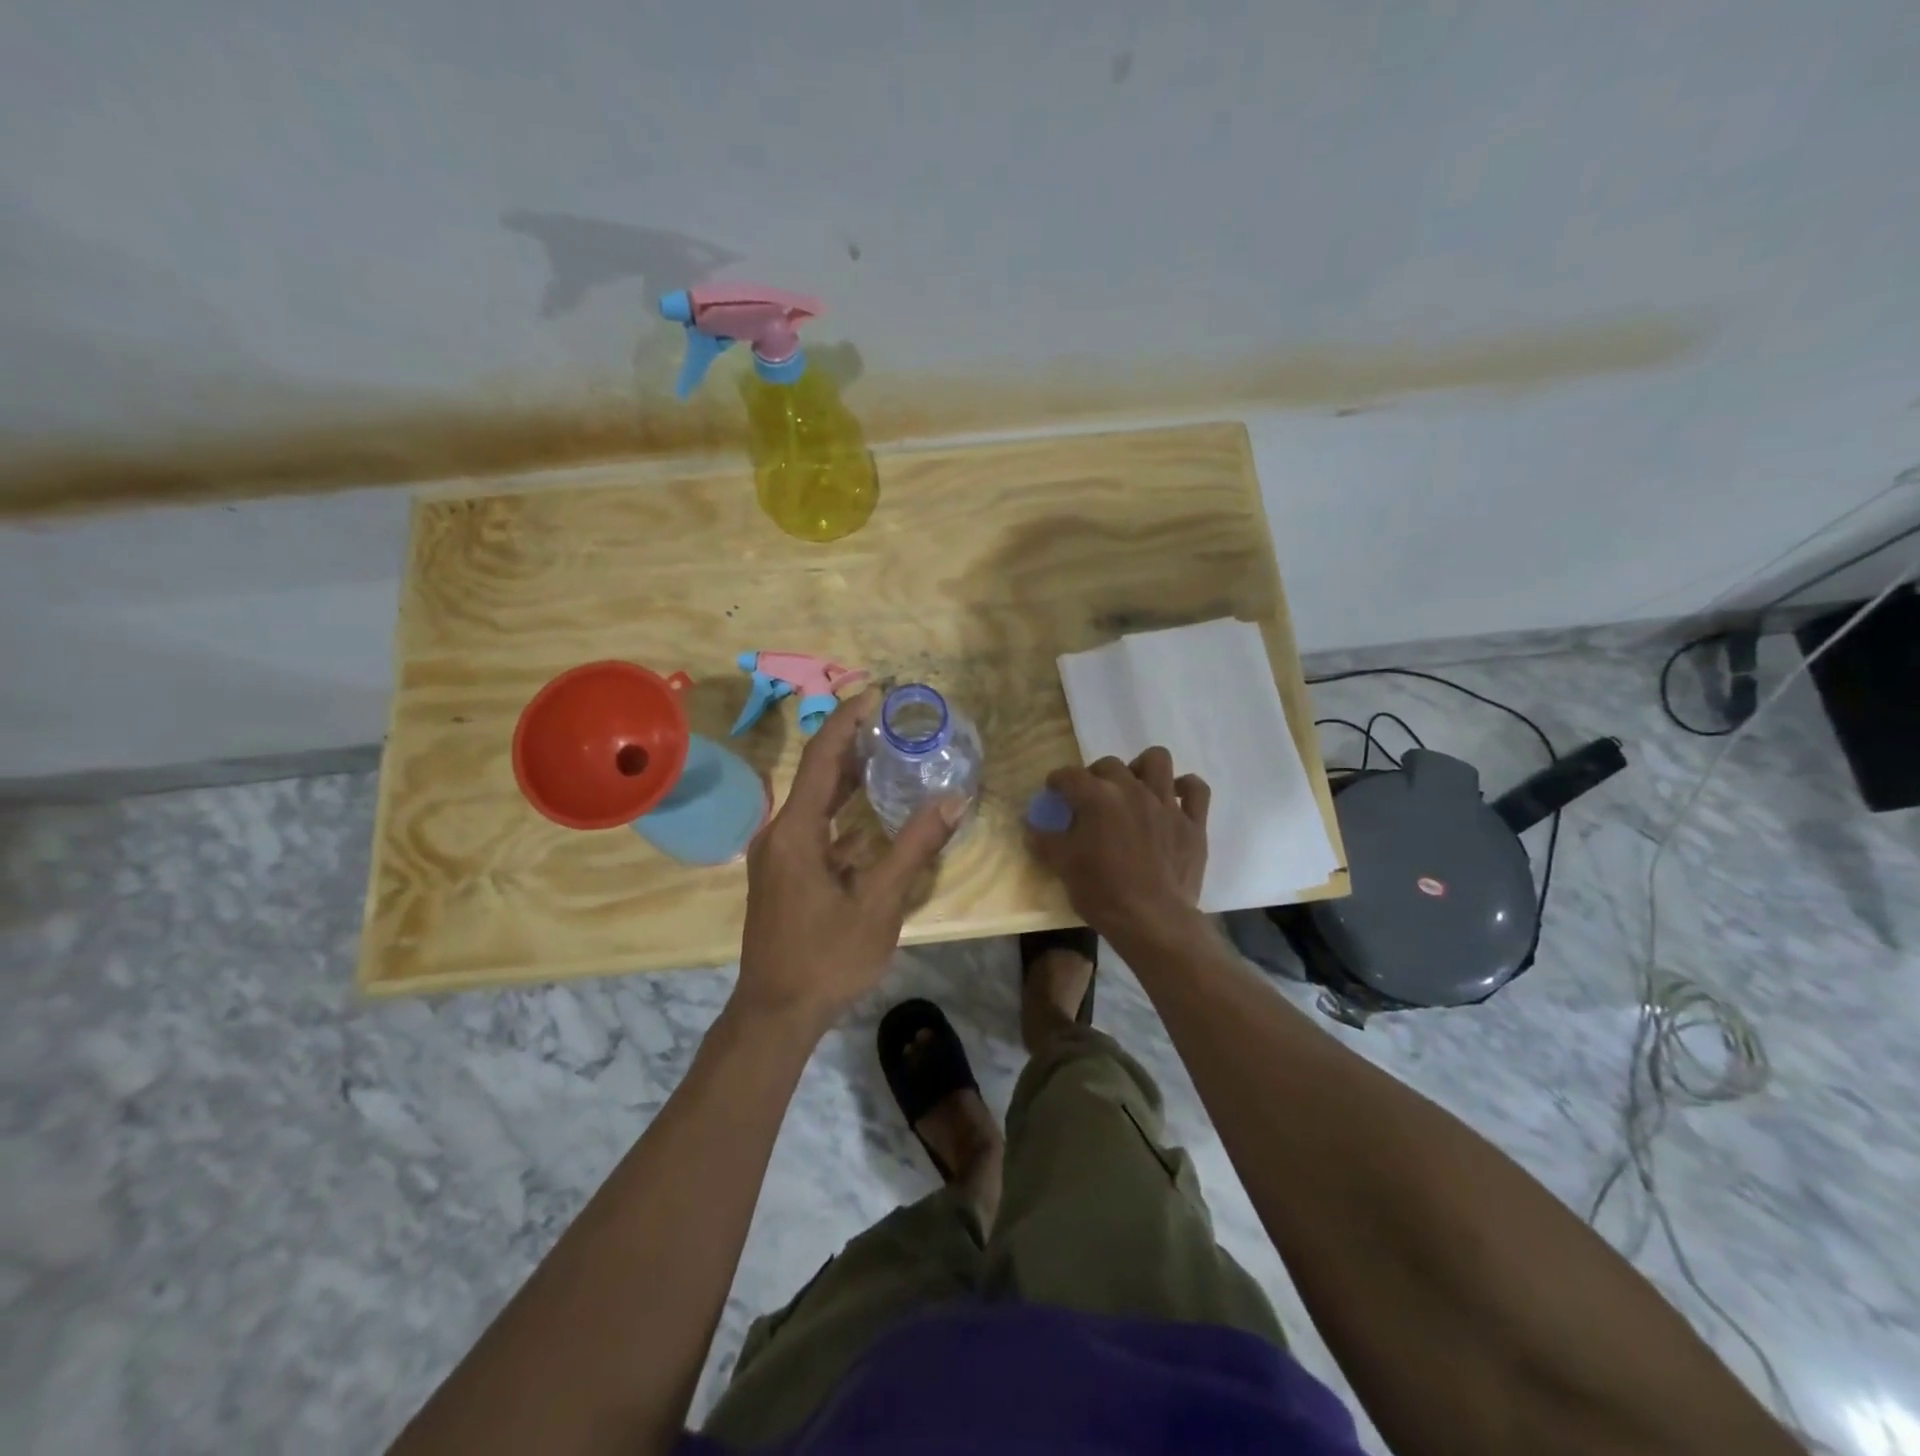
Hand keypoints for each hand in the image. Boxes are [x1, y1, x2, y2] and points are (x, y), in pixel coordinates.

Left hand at [734, 689, 966, 1029]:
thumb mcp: (880, 902)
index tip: (881, 693)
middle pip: (818, 772)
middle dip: (854, 741)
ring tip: (889, 752)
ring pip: (816, 800)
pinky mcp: (784, 872)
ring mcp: (779, 853)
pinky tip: (872, 813)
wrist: (776, 1013)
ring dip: (849, 776)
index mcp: (796, 831)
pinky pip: (816, 826)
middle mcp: (780, 832)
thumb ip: (915, 847)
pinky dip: (843, 811)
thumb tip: (955, 799)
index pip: (822, 755)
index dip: (850, 719)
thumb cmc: (827, 957)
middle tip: (895, 720)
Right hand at [1028, 748, 1209, 938]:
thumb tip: (1029, 824)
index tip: (1054, 792)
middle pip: (1109, 765)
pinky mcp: (1193, 822)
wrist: (1152, 921)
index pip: (1069, 776)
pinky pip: (1196, 789)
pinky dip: (1185, 788)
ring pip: (1157, 760)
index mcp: (1097, 798)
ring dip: (1142, 767)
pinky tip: (1174, 797)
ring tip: (1134, 786)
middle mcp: (1132, 790)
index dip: (1057, 781)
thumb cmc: (1102, 893)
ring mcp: (1166, 804)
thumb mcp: (1062, 866)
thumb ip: (1044, 840)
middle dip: (1095, 776)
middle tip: (1091, 799)